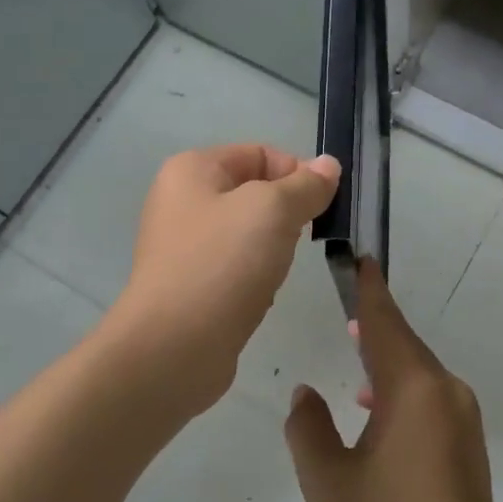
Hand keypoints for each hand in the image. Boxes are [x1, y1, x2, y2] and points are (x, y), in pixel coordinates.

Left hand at [107, 144, 340, 413]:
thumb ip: (306, 185)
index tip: (321, 206)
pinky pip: (236, 269)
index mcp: (192, 169)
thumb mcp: (273, 211)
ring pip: (249, 234)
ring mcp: (183, 246)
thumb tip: (328, 165)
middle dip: (286, 215)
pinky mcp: (190, 285)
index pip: (260, 154)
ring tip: (274, 273)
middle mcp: (181, 201)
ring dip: (273, 250)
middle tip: (299, 241)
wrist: (174, 347)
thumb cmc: (223, 264)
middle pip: (254, 193)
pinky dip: (255, 279)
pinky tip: (259, 298)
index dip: (296, 173)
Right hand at [285, 258, 502, 501]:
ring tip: (351, 355)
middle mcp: (443, 389)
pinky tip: (373, 410)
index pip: (383, 322)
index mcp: (412, 388)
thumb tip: (306, 393)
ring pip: (415, 371)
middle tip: (342, 304)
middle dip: (371, 323)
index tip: (357, 258)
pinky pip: (427, 395)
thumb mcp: (329, 482)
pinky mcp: (466, 439)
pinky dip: (398, 388)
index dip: (367, 289)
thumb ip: (307, 428)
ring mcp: (461, 414)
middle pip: (401, 342)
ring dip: (383, 359)